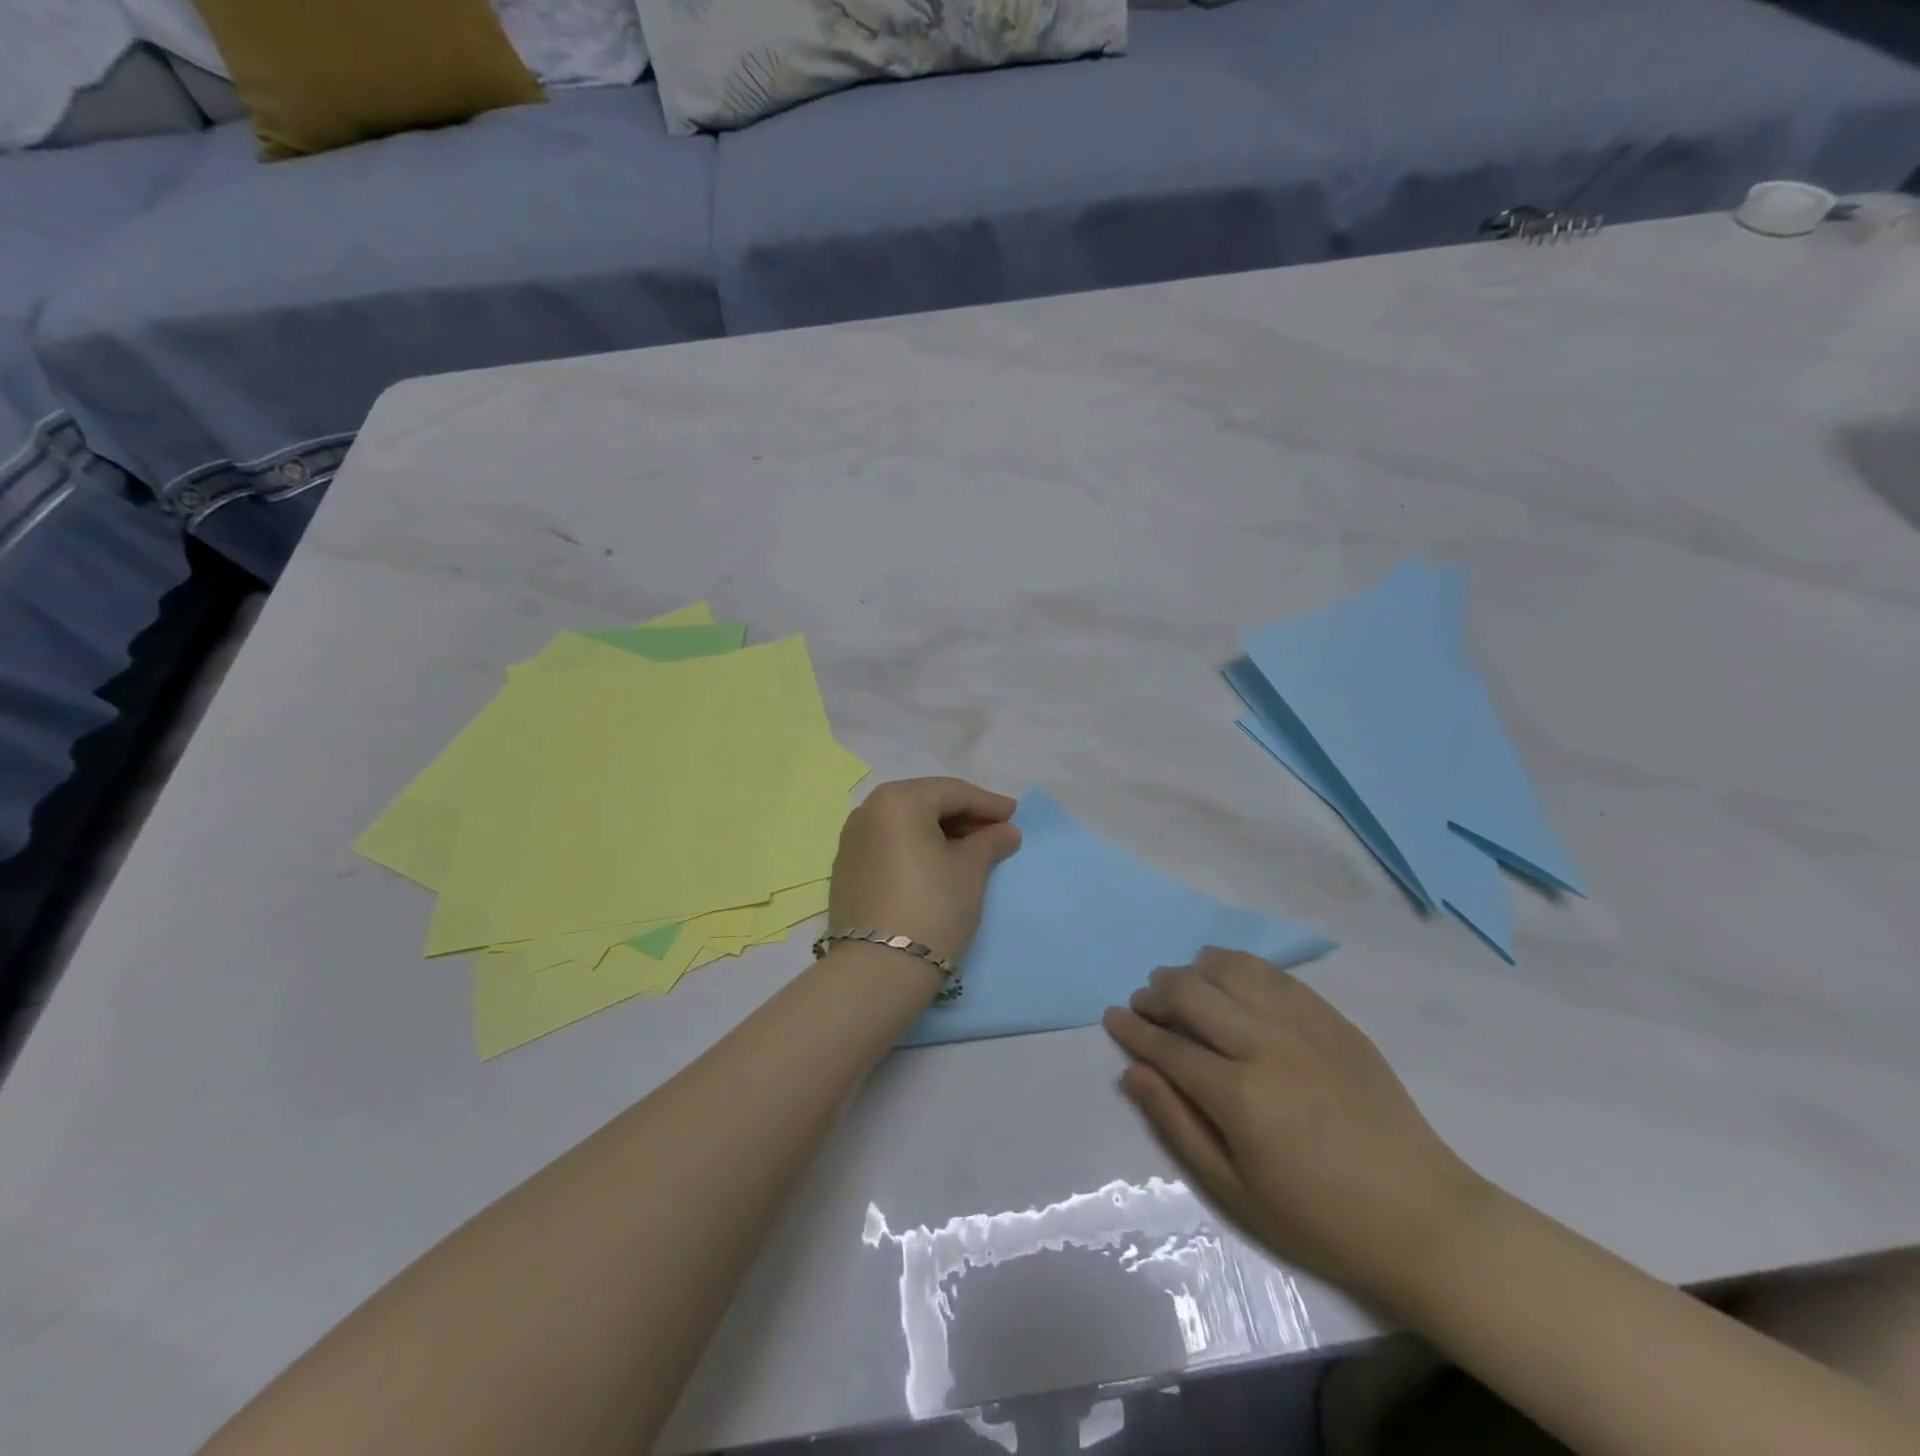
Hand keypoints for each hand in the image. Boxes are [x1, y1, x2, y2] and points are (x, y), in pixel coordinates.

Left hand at [828, 778, 1021, 966]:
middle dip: (963, 817)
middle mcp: (868, 811)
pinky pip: (889, 846)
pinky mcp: (847, 871)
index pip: (952, 792)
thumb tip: (1006, 831)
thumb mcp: (970, 870)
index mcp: (897, 800)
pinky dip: (916, 850)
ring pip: (906, 825)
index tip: (1015, 814)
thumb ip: (990, 842)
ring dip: (940, 833)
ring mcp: (852, 841)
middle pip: (925, 804)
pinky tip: (938, 866)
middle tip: (996, 833)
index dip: (988, 803)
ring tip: (971, 851)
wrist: (879, 969)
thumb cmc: (933, 906)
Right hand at [1103, 948, 1488, 1308]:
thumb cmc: (1320, 1219)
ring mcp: (1304, 1025)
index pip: (1168, 1046)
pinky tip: (1226, 975)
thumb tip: (1133, 1072)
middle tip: (1144, 1003)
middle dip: (1157, 993)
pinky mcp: (1332, 1019)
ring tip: (1182, 985)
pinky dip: (1239, 966)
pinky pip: (1273, 974)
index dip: (1133, 1029)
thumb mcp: (1235, 1190)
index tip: (1111, 1016)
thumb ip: (1178, 1124)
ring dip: (1195, 970)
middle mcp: (1267, 1045)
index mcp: (1240, 1095)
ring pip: (1232, 970)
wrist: (1424, 1219)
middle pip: (1193, 994)